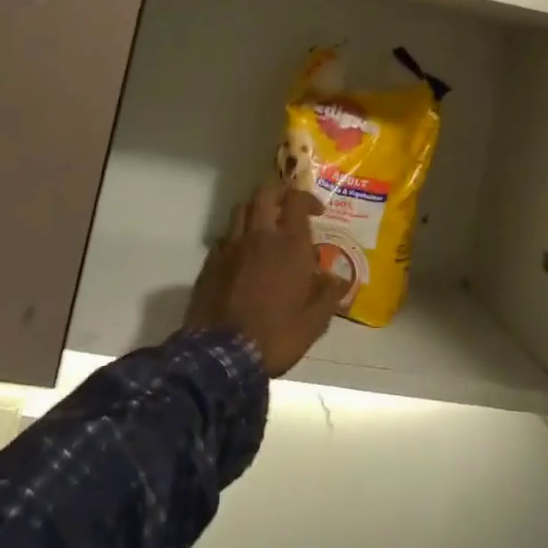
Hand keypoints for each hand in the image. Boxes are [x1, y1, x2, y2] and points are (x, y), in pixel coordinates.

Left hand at [183, 183, 344, 375]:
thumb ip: (329, 294)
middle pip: (265, 193)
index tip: (317, 211)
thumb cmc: (277, 335)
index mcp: (289, 244)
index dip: (307, 198)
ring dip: (255, 209)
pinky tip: (242, 255)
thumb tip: (338, 278)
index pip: (296, 201)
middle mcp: (259, 236)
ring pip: (241, 209)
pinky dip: (236, 237)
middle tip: (288, 205)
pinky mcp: (210, 263)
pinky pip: (224, 237)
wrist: (223, 356)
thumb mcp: (315, 321)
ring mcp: (231, 247)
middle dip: (279, 192)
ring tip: (265, 225)